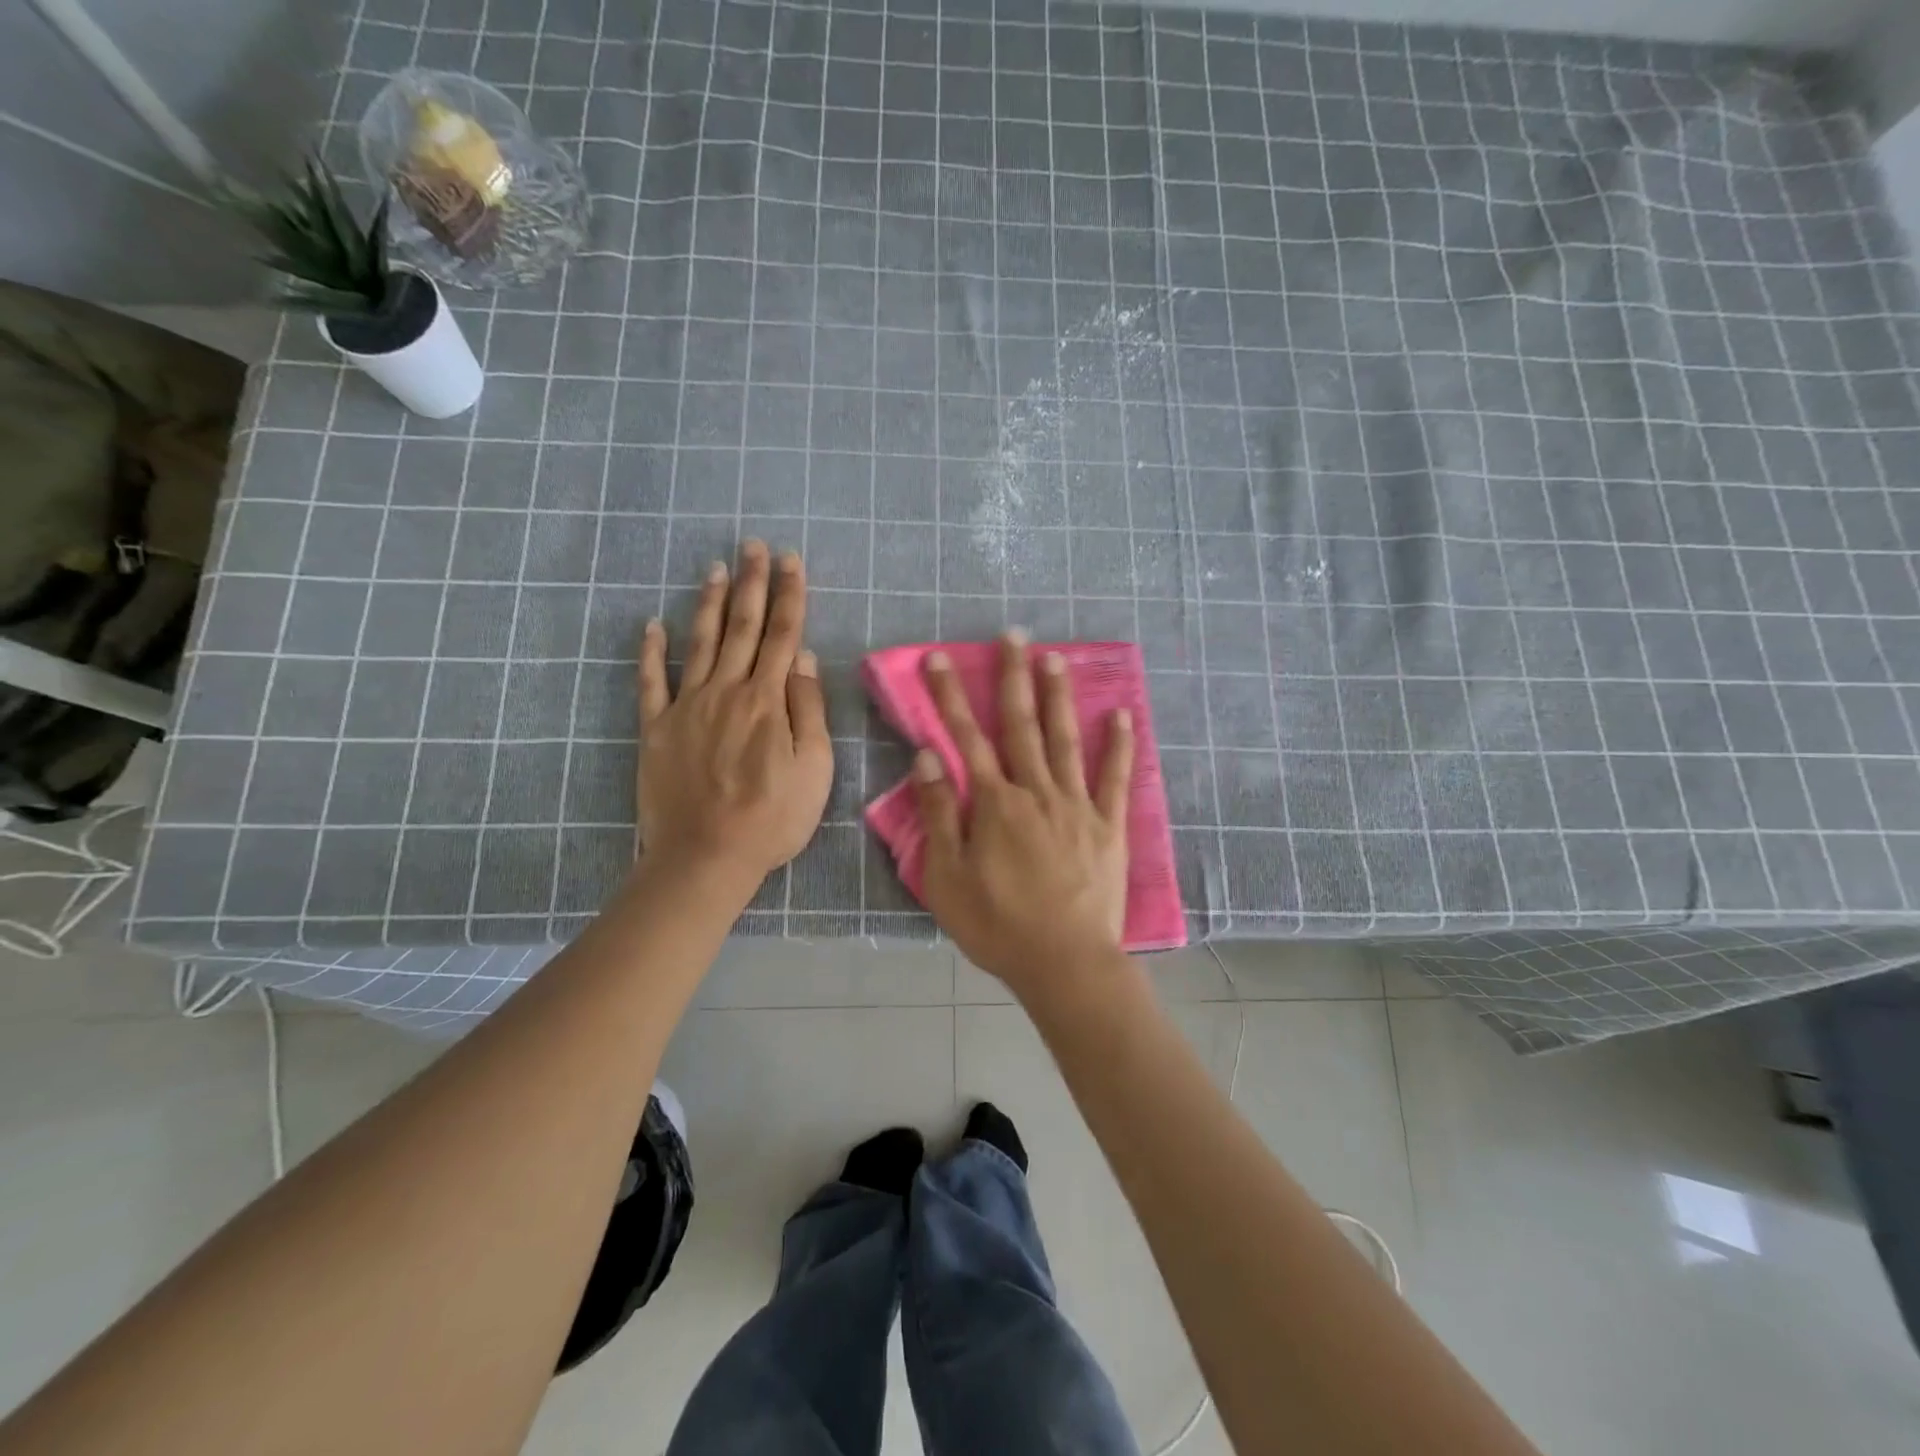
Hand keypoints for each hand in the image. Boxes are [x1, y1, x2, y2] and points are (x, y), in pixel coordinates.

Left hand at [637, 541, 832, 890]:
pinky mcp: (656, 729)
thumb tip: (803, 659)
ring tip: (716, 568)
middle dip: (752, 584)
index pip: (784, 635)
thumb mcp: (814, 768)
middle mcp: (727, 691)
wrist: (706, 856)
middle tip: (753, 546)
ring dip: (710, 603)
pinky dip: (650, 651)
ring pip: (701, 643)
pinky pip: (651, 682)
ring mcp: (687, 707)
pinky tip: (651, 625)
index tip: (791, 560)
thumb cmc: (772, 817)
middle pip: (743, 627)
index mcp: (768, 700)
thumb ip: (809, 709)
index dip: (790, 595)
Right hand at [912, 632, 1133, 994]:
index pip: (965, 738)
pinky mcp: (1109, 826)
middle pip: (1021, 725)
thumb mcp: (947, 878)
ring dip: (1058, 696)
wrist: (1066, 963)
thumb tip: (927, 758)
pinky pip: (1115, 778)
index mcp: (995, 804)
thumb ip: (938, 815)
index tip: (941, 658)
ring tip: (1056, 657)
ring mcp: (1077, 806)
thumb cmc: (998, 925)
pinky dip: (1120, 745)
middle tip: (1013, 635)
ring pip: (1066, 739)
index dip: (950, 696)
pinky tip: (1121, 714)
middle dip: (1013, 677)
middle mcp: (1037, 791)